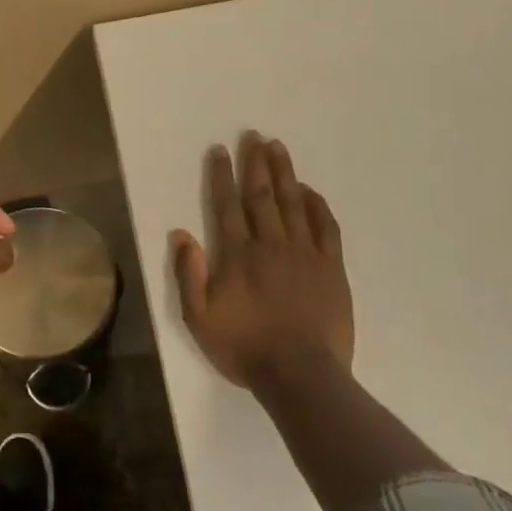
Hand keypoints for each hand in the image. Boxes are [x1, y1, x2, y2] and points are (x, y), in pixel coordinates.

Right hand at [170, 132, 353, 387]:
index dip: (221, 176)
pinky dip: (316, 205)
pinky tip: (309, 190)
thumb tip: (181, 234)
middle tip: (254, 135)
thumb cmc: (244, 347)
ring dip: (284, 173)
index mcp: (237, 255)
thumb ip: (188, 274)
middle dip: (255, 163)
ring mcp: (304, 254)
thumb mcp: (199, 318)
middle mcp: (270, 244)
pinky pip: (325, 227)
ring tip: (278, 147)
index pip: (227, 205)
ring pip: (292, 203)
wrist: (301, 374)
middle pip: (261, 195)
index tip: (220, 150)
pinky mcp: (330, 267)